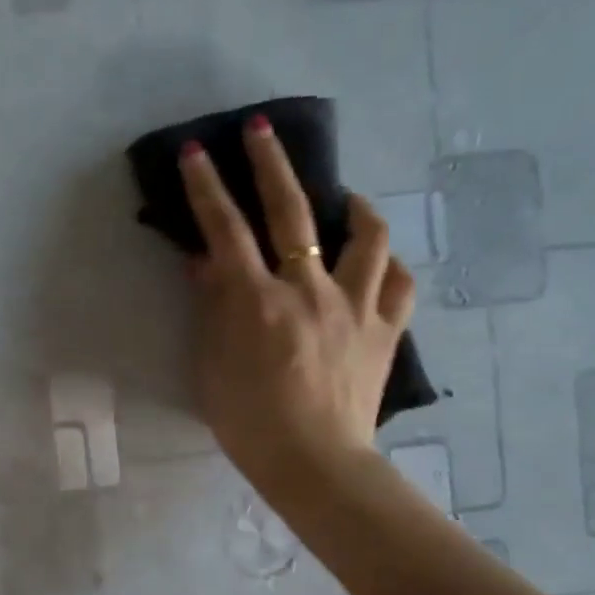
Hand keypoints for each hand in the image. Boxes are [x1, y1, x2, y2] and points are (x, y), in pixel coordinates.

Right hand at [180, 115, 414, 510]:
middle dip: (271, 164)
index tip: (196, 151)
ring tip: (344, 198)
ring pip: (365, 236)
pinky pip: (398, 283)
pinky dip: (385, 266)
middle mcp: (307, 289)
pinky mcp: (386, 330)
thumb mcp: (211, 366)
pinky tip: (375, 263)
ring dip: (353, 206)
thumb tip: (205, 263)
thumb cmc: (248, 422)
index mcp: (256, 301)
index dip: (207, 187)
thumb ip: (211, 309)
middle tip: (261, 131)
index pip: (224, 229)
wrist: (314, 464)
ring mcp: (354, 306)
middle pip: (291, 212)